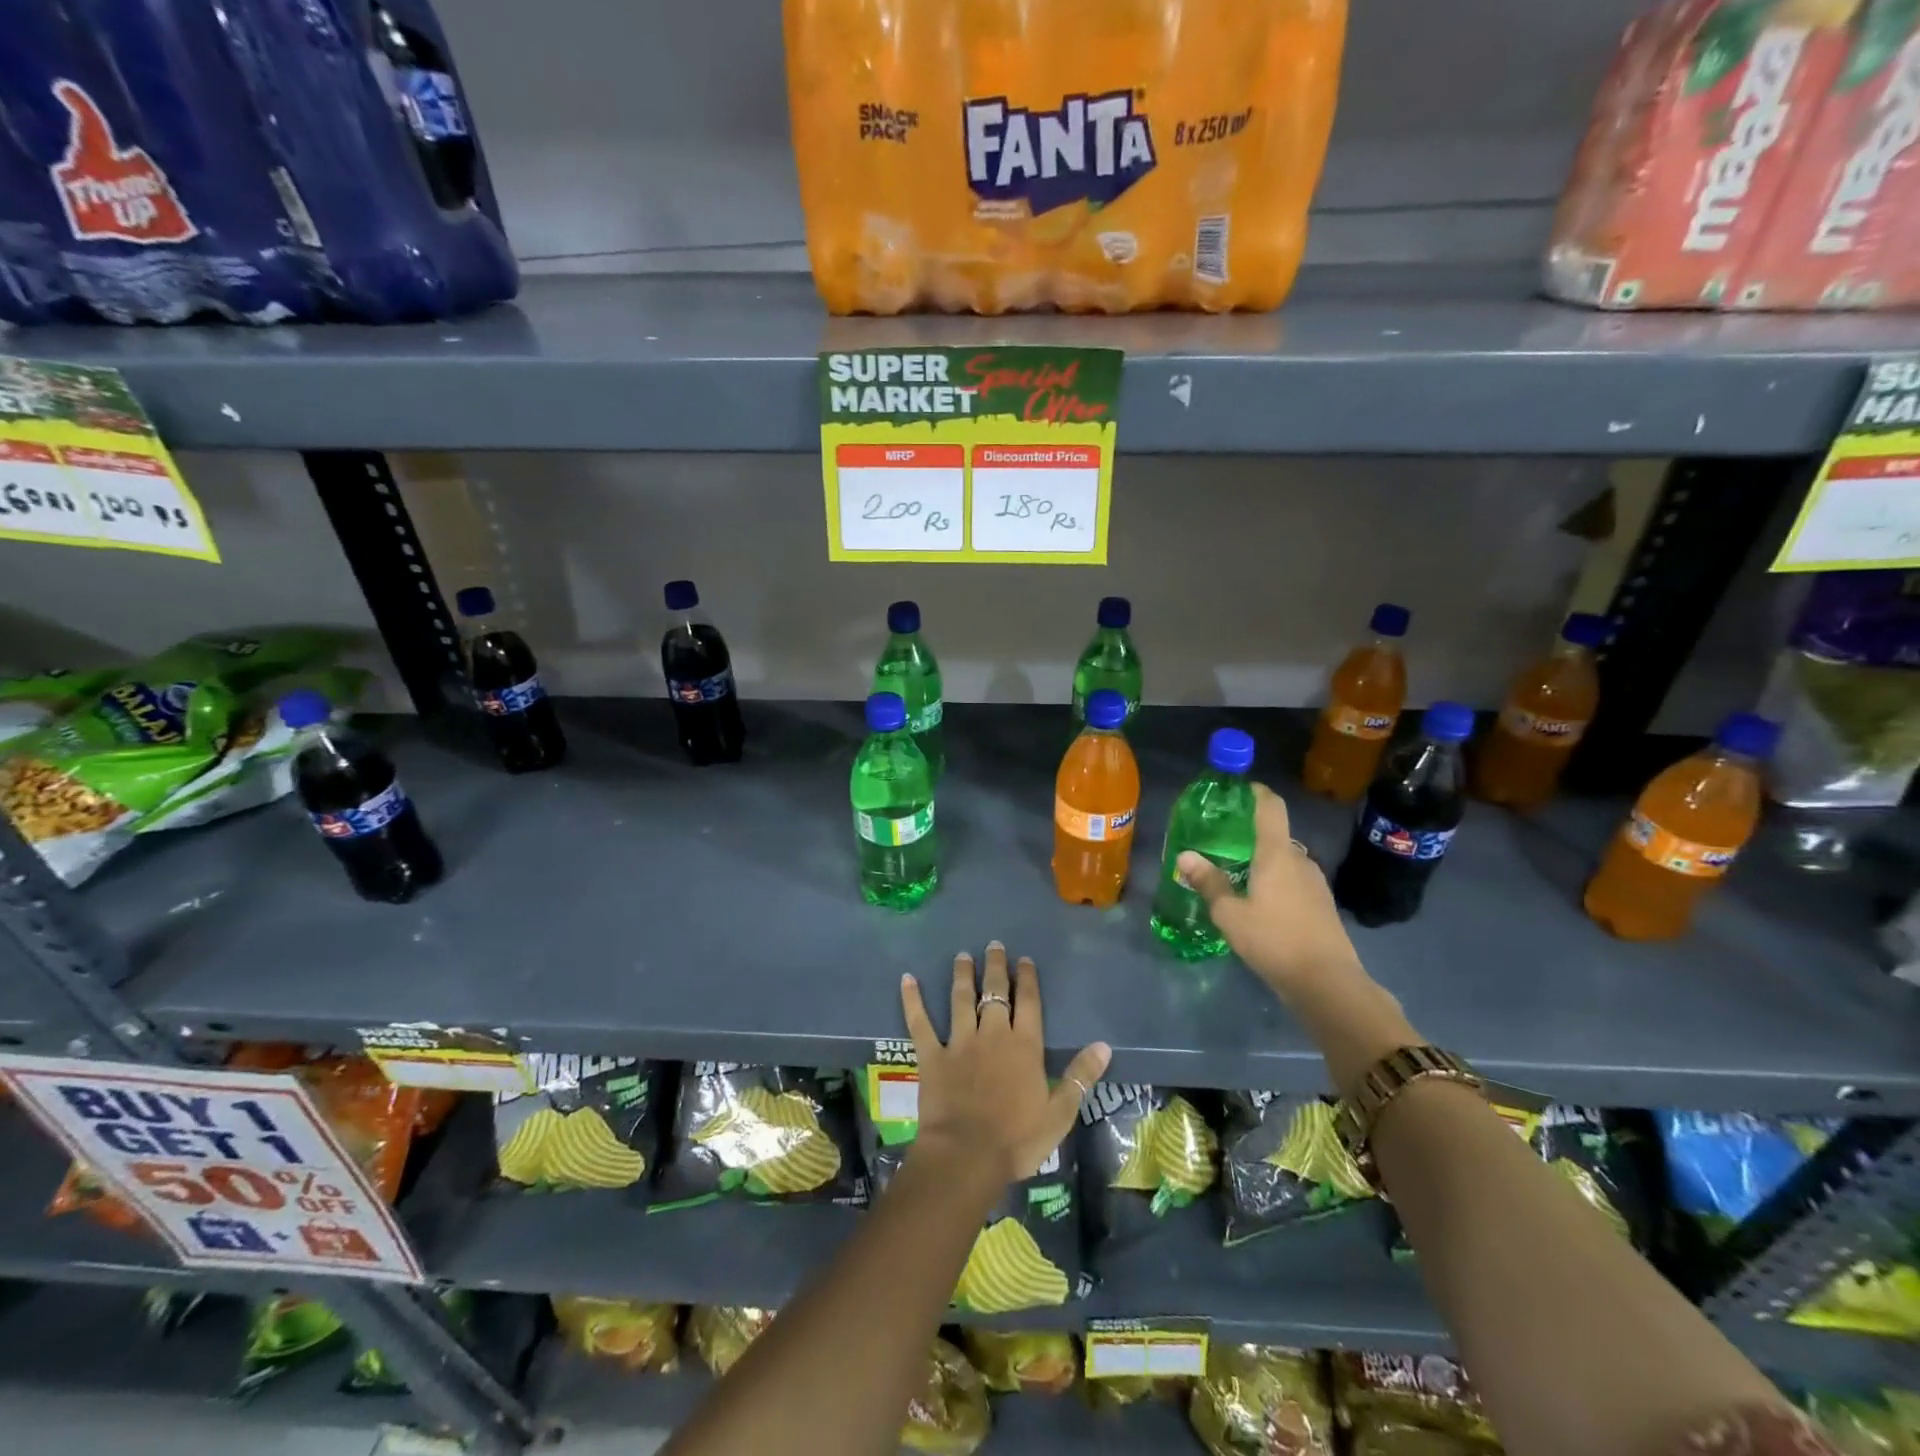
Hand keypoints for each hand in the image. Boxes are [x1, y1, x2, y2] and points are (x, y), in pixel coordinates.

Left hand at [900, 942, 1110, 1184]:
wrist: (967, 1156)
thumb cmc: (1018, 1139)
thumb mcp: (1060, 1112)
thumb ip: (1080, 1076)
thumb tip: (1104, 1045)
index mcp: (1024, 1046)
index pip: (1028, 1002)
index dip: (1026, 979)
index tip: (1023, 960)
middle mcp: (992, 1034)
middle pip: (994, 992)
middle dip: (995, 967)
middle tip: (993, 945)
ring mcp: (959, 1042)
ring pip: (960, 999)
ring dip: (962, 975)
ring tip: (962, 956)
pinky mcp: (932, 1056)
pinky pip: (920, 1023)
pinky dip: (912, 1000)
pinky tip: (907, 979)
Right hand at [1176, 783, 1367, 1003]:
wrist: (1328, 983)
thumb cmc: (1274, 940)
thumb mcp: (1230, 914)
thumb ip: (1209, 883)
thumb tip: (1185, 856)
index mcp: (1276, 854)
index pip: (1270, 807)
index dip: (1256, 792)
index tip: (1238, 789)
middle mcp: (1299, 860)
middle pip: (1275, 836)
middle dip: (1250, 836)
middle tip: (1222, 844)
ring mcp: (1315, 883)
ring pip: (1284, 862)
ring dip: (1263, 863)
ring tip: (1236, 875)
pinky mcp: (1322, 905)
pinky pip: (1293, 882)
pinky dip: (1275, 883)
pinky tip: (1259, 903)